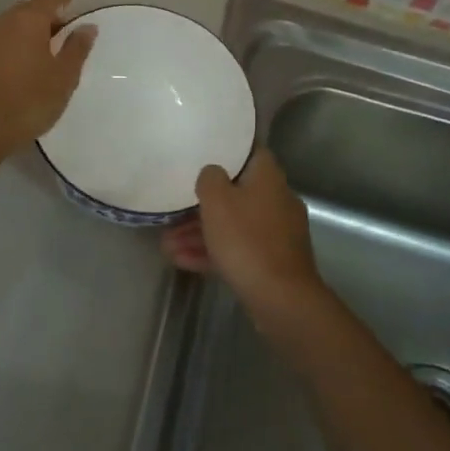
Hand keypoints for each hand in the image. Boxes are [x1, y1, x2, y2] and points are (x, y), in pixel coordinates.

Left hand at [0, 0, 95, 151]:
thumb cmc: (30, 99)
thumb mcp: (64, 76)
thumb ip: (77, 48)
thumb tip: (87, 26)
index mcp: (29, 20)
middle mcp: (4, 21)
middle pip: (28, 8)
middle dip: (46, 15)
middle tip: (63, 32)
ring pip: (12, 25)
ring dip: (29, 31)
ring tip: (45, 52)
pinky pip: (1, 41)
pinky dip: (15, 45)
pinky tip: (24, 64)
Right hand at [161, 148, 323, 321]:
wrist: (282, 298)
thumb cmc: (246, 239)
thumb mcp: (217, 201)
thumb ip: (209, 178)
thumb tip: (212, 173)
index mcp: (268, 177)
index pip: (250, 152)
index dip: (226, 152)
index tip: (203, 156)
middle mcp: (277, 200)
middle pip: (236, 194)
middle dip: (203, 205)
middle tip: (174, 213)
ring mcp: (277, 233)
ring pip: (234, 225)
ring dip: (201, 233)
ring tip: (168, 245)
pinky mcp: (273, 261)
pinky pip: (239, 249)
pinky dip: (214, 252)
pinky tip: (182, 261)